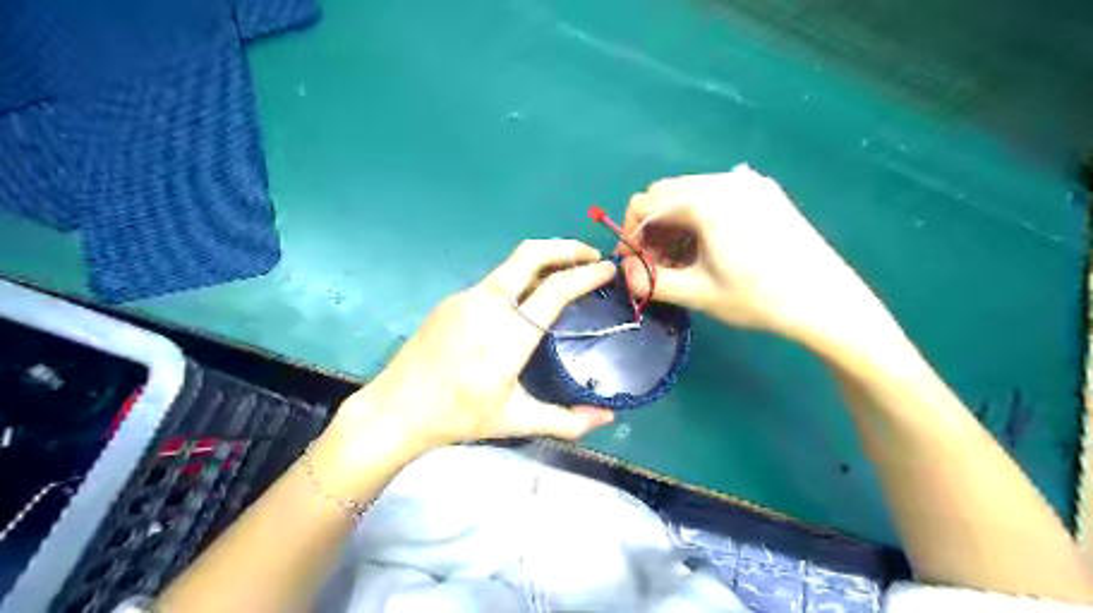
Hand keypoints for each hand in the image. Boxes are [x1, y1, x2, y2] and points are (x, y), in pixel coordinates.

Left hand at [323, 238, 613, 464]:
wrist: (396, 409)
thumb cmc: (459, 416)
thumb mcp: (517, 420)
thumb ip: (567, 420)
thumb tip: (607, 418)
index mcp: (510, 333)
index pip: (557, 288)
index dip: (587, 274)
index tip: (608, 268)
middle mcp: (490, 304)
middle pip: (532, 254)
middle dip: (566, 246)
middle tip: (590, 255)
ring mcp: (467, 298)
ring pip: (512, 263)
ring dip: (543, 259)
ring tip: (564, 272)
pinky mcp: (452, 301)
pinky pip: (495, 280)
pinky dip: (520, 277)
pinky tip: (525, 299)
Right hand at [619, 165, 891, 348]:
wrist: (826, 301)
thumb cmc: (758, 299)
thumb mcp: (697, 294)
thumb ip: (650, 281)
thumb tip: (623, 272)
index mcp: (705, 201)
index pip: (644, 203)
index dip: (629, 234)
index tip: (634, 264)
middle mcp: (724, 180)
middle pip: (665, 193)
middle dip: (651, 228)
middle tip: (658, 265)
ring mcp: (748, 182)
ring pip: (689, 192)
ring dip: (674, 222)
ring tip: (683, 260)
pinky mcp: (764, 192)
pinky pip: (715, 194)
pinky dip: (699, 216)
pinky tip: (710, 246)